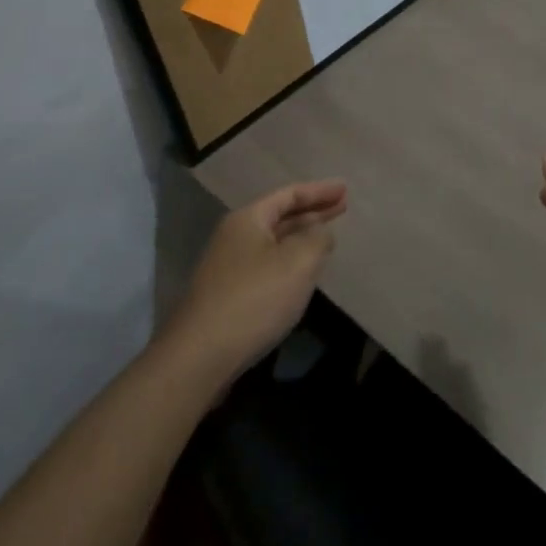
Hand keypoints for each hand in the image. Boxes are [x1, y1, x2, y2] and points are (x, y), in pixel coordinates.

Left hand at [163, 179, 347, 381]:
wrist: (200, 356)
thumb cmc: (255, 298)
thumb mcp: (298, 262)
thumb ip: (317, 239)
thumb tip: (321, 233)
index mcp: (248, 219)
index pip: (289, 194)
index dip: (319, 191)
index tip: (345, 189)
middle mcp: (234, 237)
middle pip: (280, 216)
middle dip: (312, 211)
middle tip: (342, 207)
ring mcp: (228, 268)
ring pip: (273, 243)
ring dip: (300, 238)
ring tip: (326, 238)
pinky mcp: (227, 296)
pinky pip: (266, 266)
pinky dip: (288, 261)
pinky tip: (301, 273)